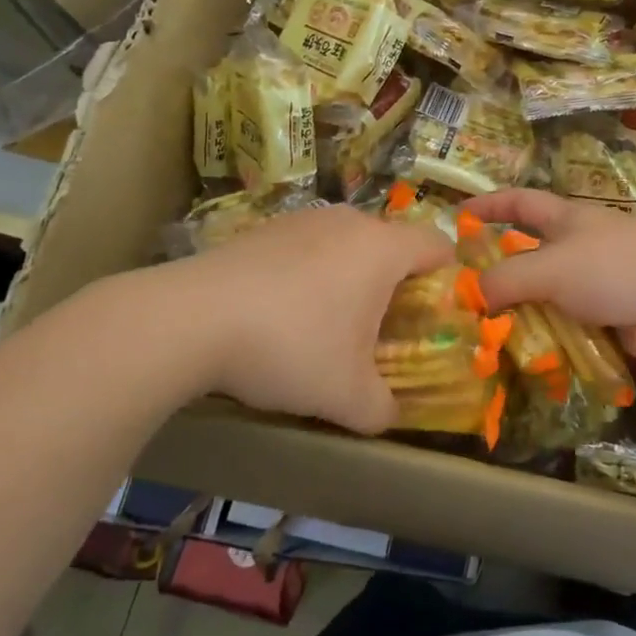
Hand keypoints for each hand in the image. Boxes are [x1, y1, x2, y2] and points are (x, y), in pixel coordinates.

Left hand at [178, 205, 454, 433]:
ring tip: (323, 324)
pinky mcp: (262, 229)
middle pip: (389, 244)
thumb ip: (382, 409)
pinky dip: (306, 274)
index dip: (446, 277)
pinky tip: (278, 314)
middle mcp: (347, 222)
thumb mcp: (347, 397)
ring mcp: (301, 220)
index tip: (432, 314)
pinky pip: (304, 248)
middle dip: (392, 284)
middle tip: (378, 329)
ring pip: (344, 245)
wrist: (190, 319)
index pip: (436, 244)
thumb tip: (389, 415)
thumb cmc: (290, 348)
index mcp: (382, 249)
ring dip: (347, 278)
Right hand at [465, 189, 635, 375]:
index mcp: (567, 220)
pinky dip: (550, 342)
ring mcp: (598, 285)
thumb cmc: (612, 267)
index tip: (459, 213)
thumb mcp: (549, 266)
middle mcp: (581, 248)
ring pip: (548, 298)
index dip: (490, 204)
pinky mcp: (612, 320)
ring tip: (487, 338)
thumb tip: (470, 296)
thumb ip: (505, 279)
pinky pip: (570, 330)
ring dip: (523, 315)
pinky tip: (527, 361)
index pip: (521, 202)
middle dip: (501, 273)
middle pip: (532, 255)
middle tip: (465, 297)